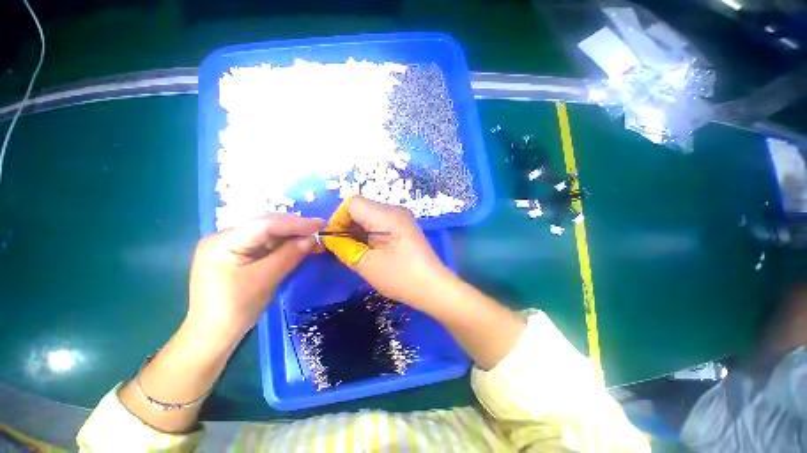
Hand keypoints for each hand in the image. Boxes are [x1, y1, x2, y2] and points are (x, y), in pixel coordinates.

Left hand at [187, 214, 323, 338]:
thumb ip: (288, 256)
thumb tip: (312, 239)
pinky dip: (287, 247)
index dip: (295, 223)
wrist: (213, 337)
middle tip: (320, 231)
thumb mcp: (263, 280)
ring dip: (294, 238)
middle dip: (295, 228)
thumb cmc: (233, 310)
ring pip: (270, 235)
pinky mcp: (241, 257)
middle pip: (267, 226)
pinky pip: (268, 246)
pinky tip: (302, 248)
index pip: (265, 225)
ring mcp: (233, 247)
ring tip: (315, 241)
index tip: (320, 224)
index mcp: (222, 241)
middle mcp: (226, 238)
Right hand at [323, 196, 452, 307]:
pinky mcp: (403, 226)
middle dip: (347, 226)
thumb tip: (329, 238)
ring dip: (358, 231)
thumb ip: (343, 247)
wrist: (433, 287)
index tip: (336, 241)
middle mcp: (395, 210)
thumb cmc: (400, 277)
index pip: (352, 203)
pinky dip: (369, 233)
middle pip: (361, 208)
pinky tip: (370, 249)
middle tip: (344, 249)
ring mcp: (401, 217)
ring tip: (357, 251)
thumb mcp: (366, 264)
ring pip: (369, 215)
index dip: (339, 220)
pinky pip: (379, 222)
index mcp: (387, 215)